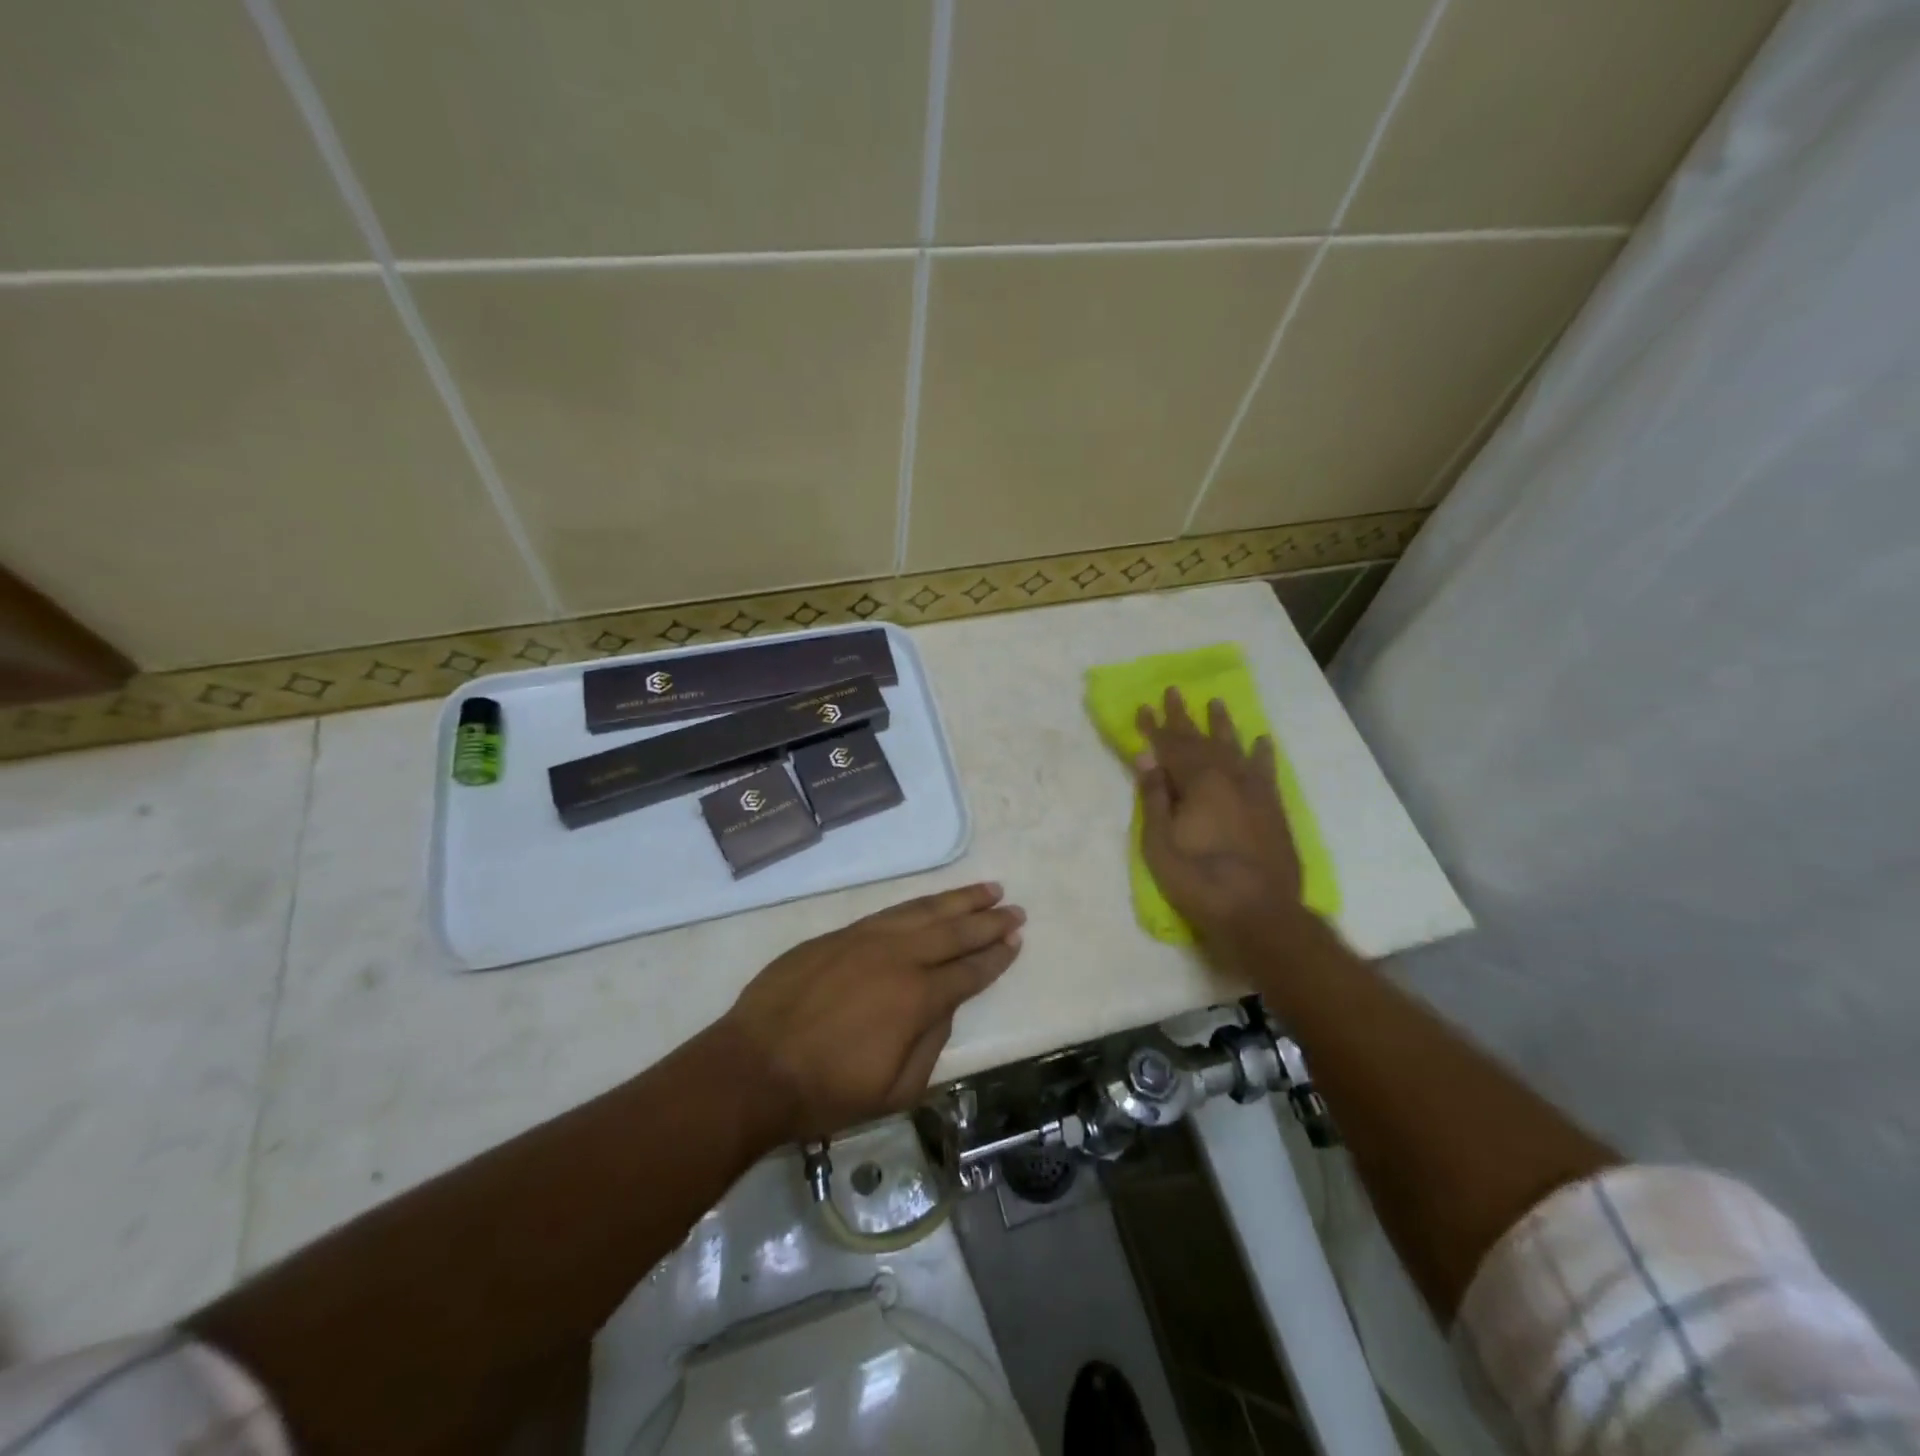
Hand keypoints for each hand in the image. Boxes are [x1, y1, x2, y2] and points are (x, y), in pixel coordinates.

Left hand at [722, 883, 1024, 1142]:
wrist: (753, 1068)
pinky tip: (931, 903)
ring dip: (958, 900)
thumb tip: (944, 1008)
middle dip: (988, 921)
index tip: (1016, 941)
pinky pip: (889, 912)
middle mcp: (897, 958)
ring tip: (986, 890)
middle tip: (1014, 908)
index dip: (995, 957)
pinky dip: (917, 905)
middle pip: (953, 932)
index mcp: (916, 998)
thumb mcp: (895, 1091)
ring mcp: (865, 939)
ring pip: (922, 911)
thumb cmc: (826, 1091)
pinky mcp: (838, 935)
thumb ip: (930, 1045)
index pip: (968, 971)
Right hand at [1135, 688, 1304, 943]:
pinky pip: (1266, 771)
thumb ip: (1154, 796)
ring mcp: (1254, 791)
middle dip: (1183, 717)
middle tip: (1173, 691)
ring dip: (1223, 725)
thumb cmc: (1199, 881)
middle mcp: (1227, 777)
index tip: (1143, 707)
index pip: (1169, 746)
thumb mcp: (1159, 844)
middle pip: (1201, 740)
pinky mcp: (1273, 808)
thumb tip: (1146, 756)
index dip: (1154, 727)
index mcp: (1196, 783)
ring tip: (1216, 702)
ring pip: (1235, 748)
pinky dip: (1262, 754)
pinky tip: (1262, 740)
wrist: (1259, 913)